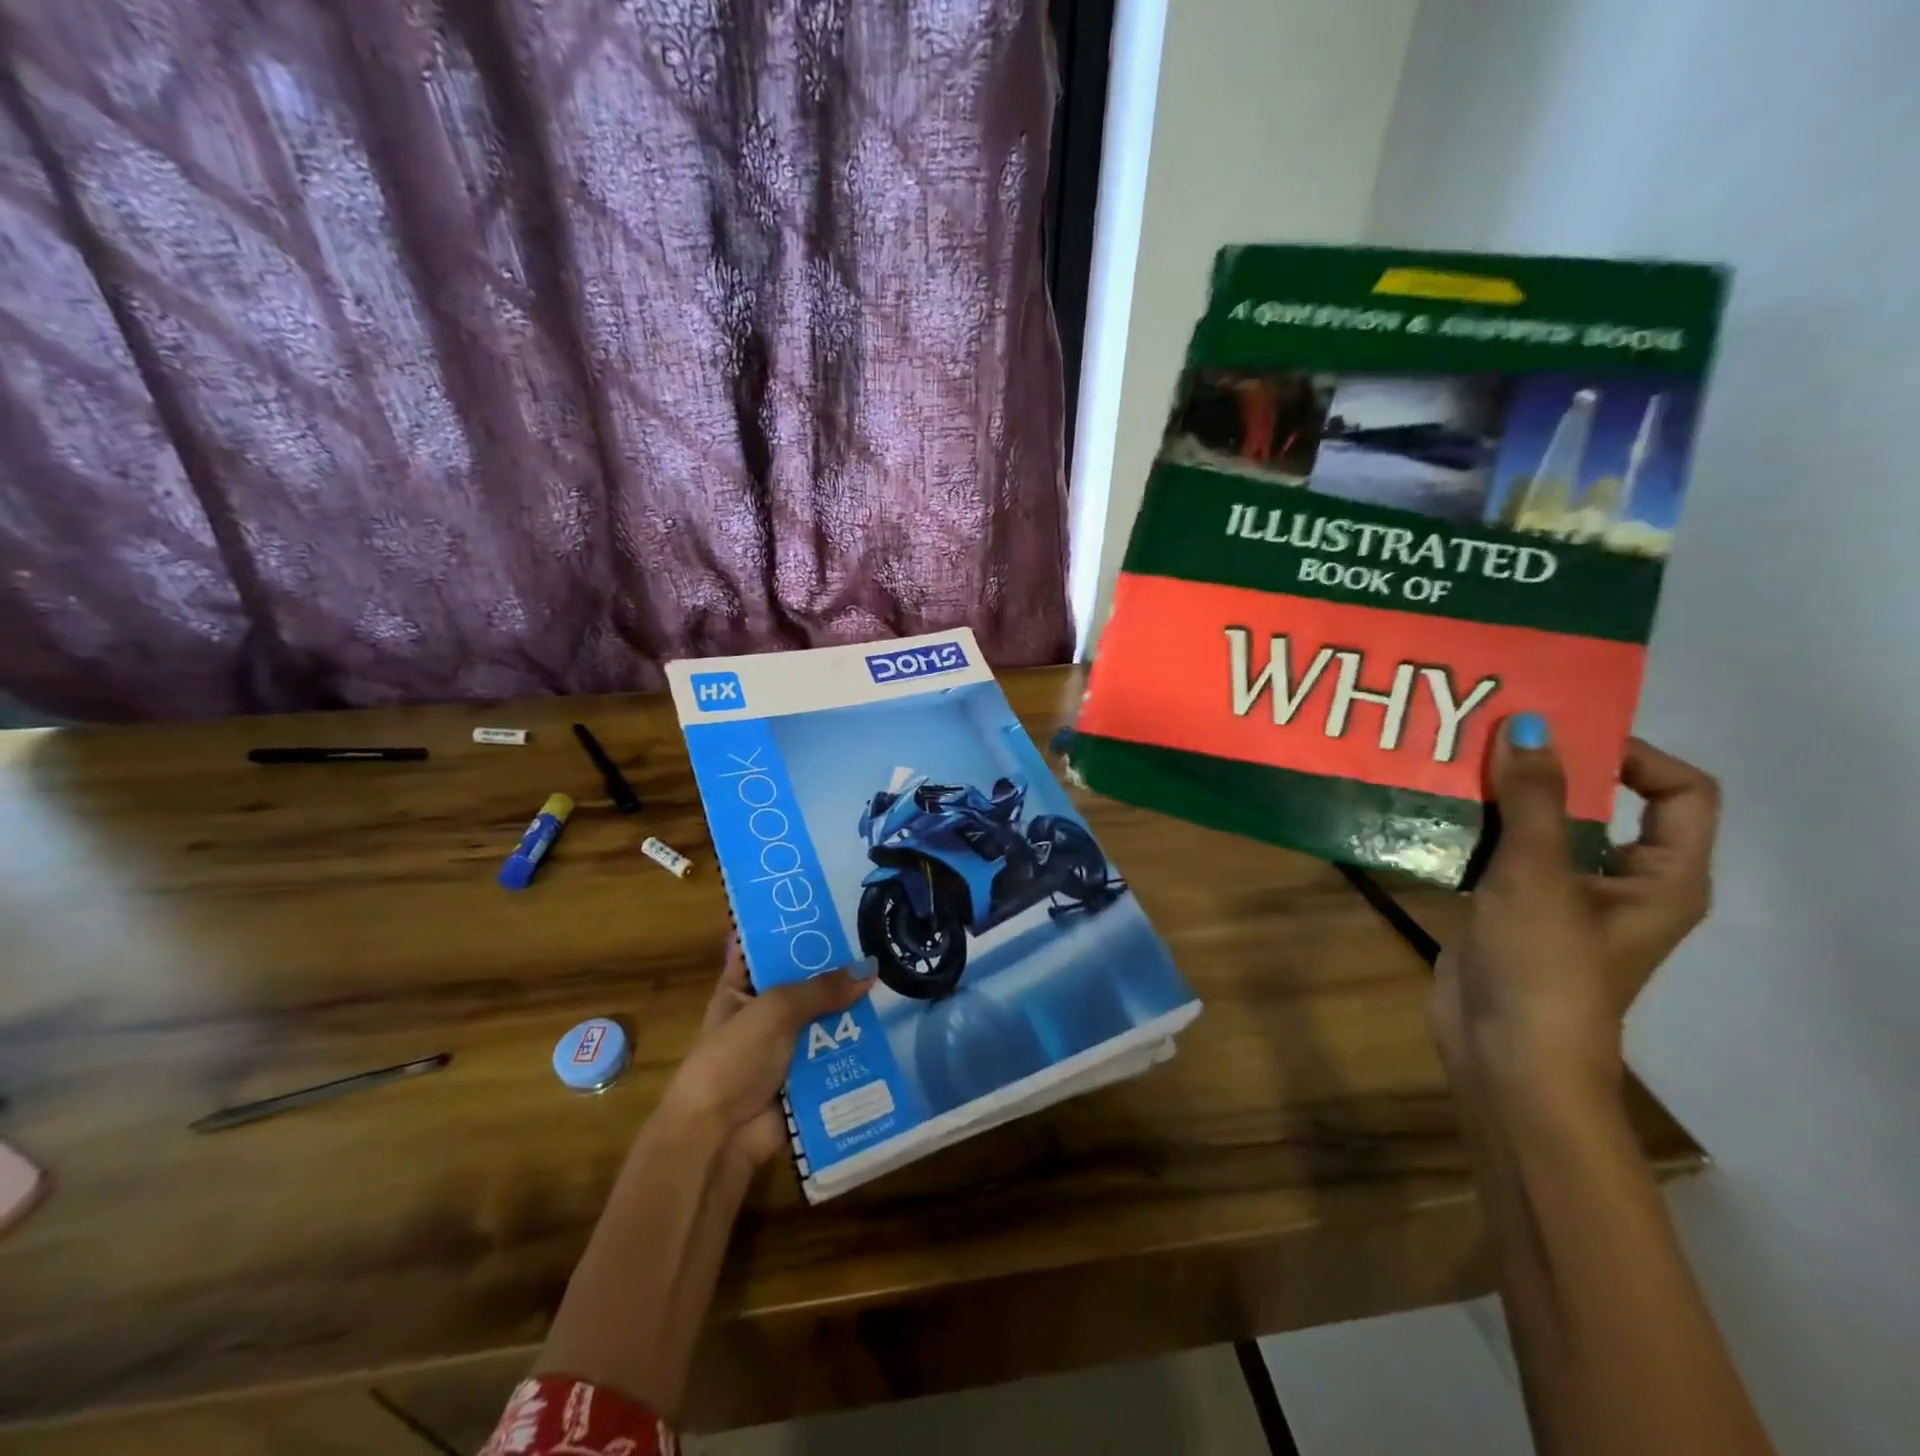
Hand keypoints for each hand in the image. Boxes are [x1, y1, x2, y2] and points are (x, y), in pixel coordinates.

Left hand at [658, 936, 874, 1168]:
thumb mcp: (775, 1010)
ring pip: (825, 1019)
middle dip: (837, 968)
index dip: (792, 928)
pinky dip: (858, 1045)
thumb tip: (870, 969)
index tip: (832, 906)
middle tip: (879, 940)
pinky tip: (892, 1025)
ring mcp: (785, 1048)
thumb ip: (822, 988)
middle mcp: (762, 1014)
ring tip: (895, 978)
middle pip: (804, 983)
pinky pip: (836, 1054)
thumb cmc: (734, 1059)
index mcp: (739, 989)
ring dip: (853, 1008)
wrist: (719, 1139)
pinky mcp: (806, 1079)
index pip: (765, 947)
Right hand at [1429, 716, 1719, 1109]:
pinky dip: (1473, 826)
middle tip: (1493, 731)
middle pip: (1600, 802)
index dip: (1633, 754)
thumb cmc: (1544, 966)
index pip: (1679, 792)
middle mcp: (1618, 880)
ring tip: (1454, 759)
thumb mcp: (1539, 875)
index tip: (1563, 733)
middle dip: (1550, 766)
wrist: (1502, 1053)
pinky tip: (1431, 808)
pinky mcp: (1508, 908)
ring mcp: (1558, 895)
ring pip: (1541, 826)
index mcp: (1662, 876)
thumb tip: (1528, 725)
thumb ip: (1534, 799)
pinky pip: (1499, 852)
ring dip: (1503, 794)